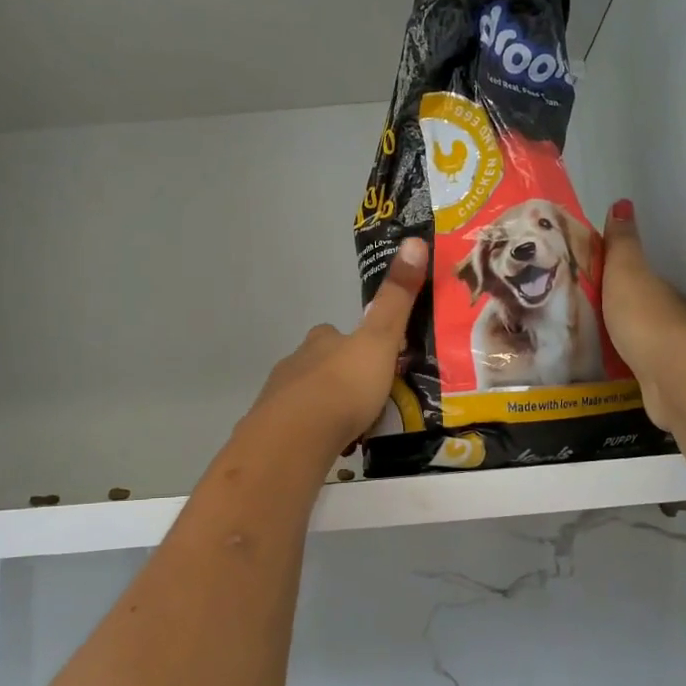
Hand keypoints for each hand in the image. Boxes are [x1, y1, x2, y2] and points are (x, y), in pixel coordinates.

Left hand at [248, 237, 429, 458]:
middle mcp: (296, 362)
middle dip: (339, 376)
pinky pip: (297, 426)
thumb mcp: (379, 340)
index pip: (334, 333)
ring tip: (352, 425)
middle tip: (368, 397)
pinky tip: (329, 445)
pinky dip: (312, 431)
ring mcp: (280, 397)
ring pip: (306, 395)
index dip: (353, 342)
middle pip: (319, 363)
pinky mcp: (272, 430)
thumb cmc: (344, 385)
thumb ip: (396, 299)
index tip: (374, 359)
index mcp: (322, 341)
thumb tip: (413, 240)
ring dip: (325, 405)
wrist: (297, 435)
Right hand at [602, 200, 685, 431]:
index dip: (615, 277)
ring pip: (638, 341)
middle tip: (579, 314)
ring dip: (618, 340)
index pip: (638, 279)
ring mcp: (666, 354)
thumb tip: (621, 203)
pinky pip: (634, 369)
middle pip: (639, 310)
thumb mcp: (626, 272)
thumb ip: (621, 244)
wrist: (671, 376)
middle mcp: (669, 319)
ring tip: (583, 342)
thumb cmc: (645, 318)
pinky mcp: (659, 383)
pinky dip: (621, 366)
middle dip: (615, 311)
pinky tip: (602, 369)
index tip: (588, 282)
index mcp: (660, 291)